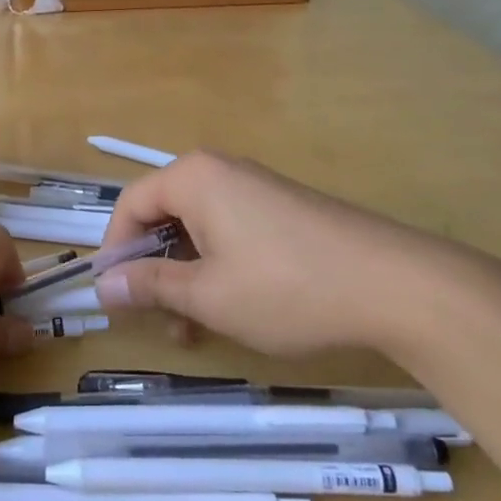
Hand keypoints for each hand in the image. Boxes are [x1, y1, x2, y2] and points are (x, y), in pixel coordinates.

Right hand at [94, 151, 446, 357]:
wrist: (397, 286)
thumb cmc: (286, 287)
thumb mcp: (208, 295)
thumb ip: (150, 286)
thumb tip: (103, 285)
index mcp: (193, 177)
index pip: (130, 205)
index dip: (114, 250)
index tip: (113, 296)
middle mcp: (220, 171)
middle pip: (164, 216)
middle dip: (155, 270)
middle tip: (160, 321)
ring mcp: (256, 187)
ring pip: (198, 229)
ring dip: (187, 276)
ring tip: (197, 328)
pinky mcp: (283, 209)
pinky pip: (230, 231)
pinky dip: (218, 268)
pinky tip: (234, 309)